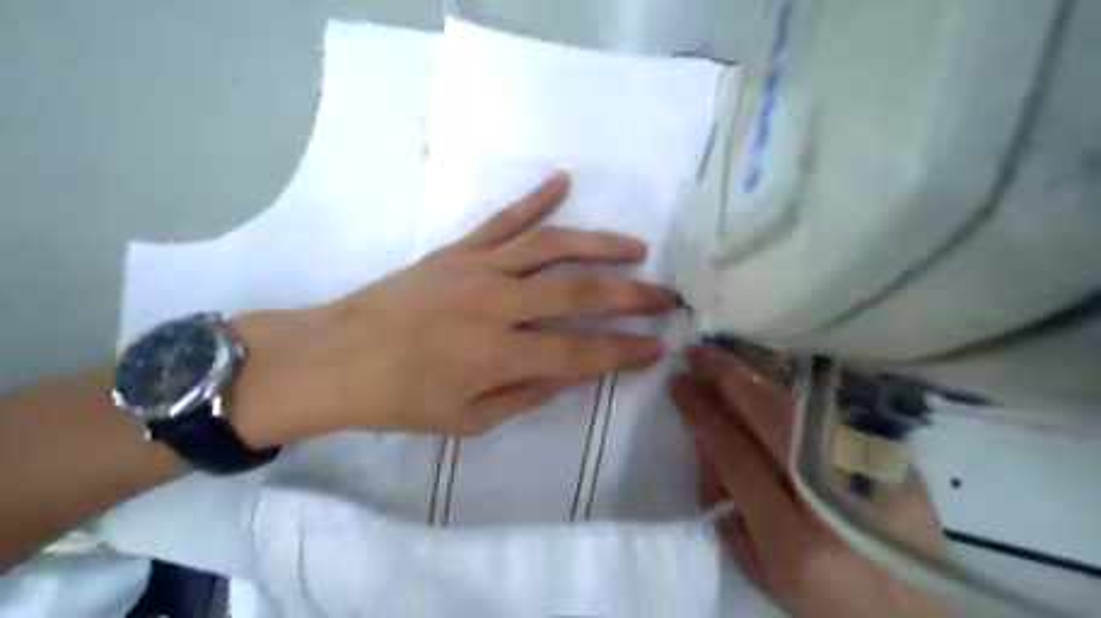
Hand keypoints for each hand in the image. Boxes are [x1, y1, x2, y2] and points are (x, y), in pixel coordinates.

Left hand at [236, 171, 676, 444]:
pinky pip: (505, 219)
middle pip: (579, 291)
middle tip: (666, 295)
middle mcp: (495, 304)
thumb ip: (529, 393)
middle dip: (632, 295)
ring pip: (553, 245)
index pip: (582, 351)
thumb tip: (577, 370)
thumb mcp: (469, 420)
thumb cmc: (402, 400)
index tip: (658, 346)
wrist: (337, 357)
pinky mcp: (458, 249)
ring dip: (601, 244)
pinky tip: (564, 181)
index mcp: (497, 356)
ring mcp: (477, 268)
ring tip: (637, 248)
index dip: (625, 350)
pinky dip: (536, 198)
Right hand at [672, 346, 954, 617]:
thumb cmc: (832, 607)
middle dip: (726, 375)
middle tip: (696, 351)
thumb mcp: (768, 578)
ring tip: (726, 362)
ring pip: (800, 405)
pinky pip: (826, 414)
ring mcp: (871, 474)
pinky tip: (768, 385)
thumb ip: (730, 520)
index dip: (701, 413)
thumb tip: (713, 457)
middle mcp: (834, 498)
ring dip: (755, 377)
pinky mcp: (893, 462)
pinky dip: (789, 394)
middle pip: (770, 415)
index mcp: (794, 540)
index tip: (678, 384)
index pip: (735, 455)